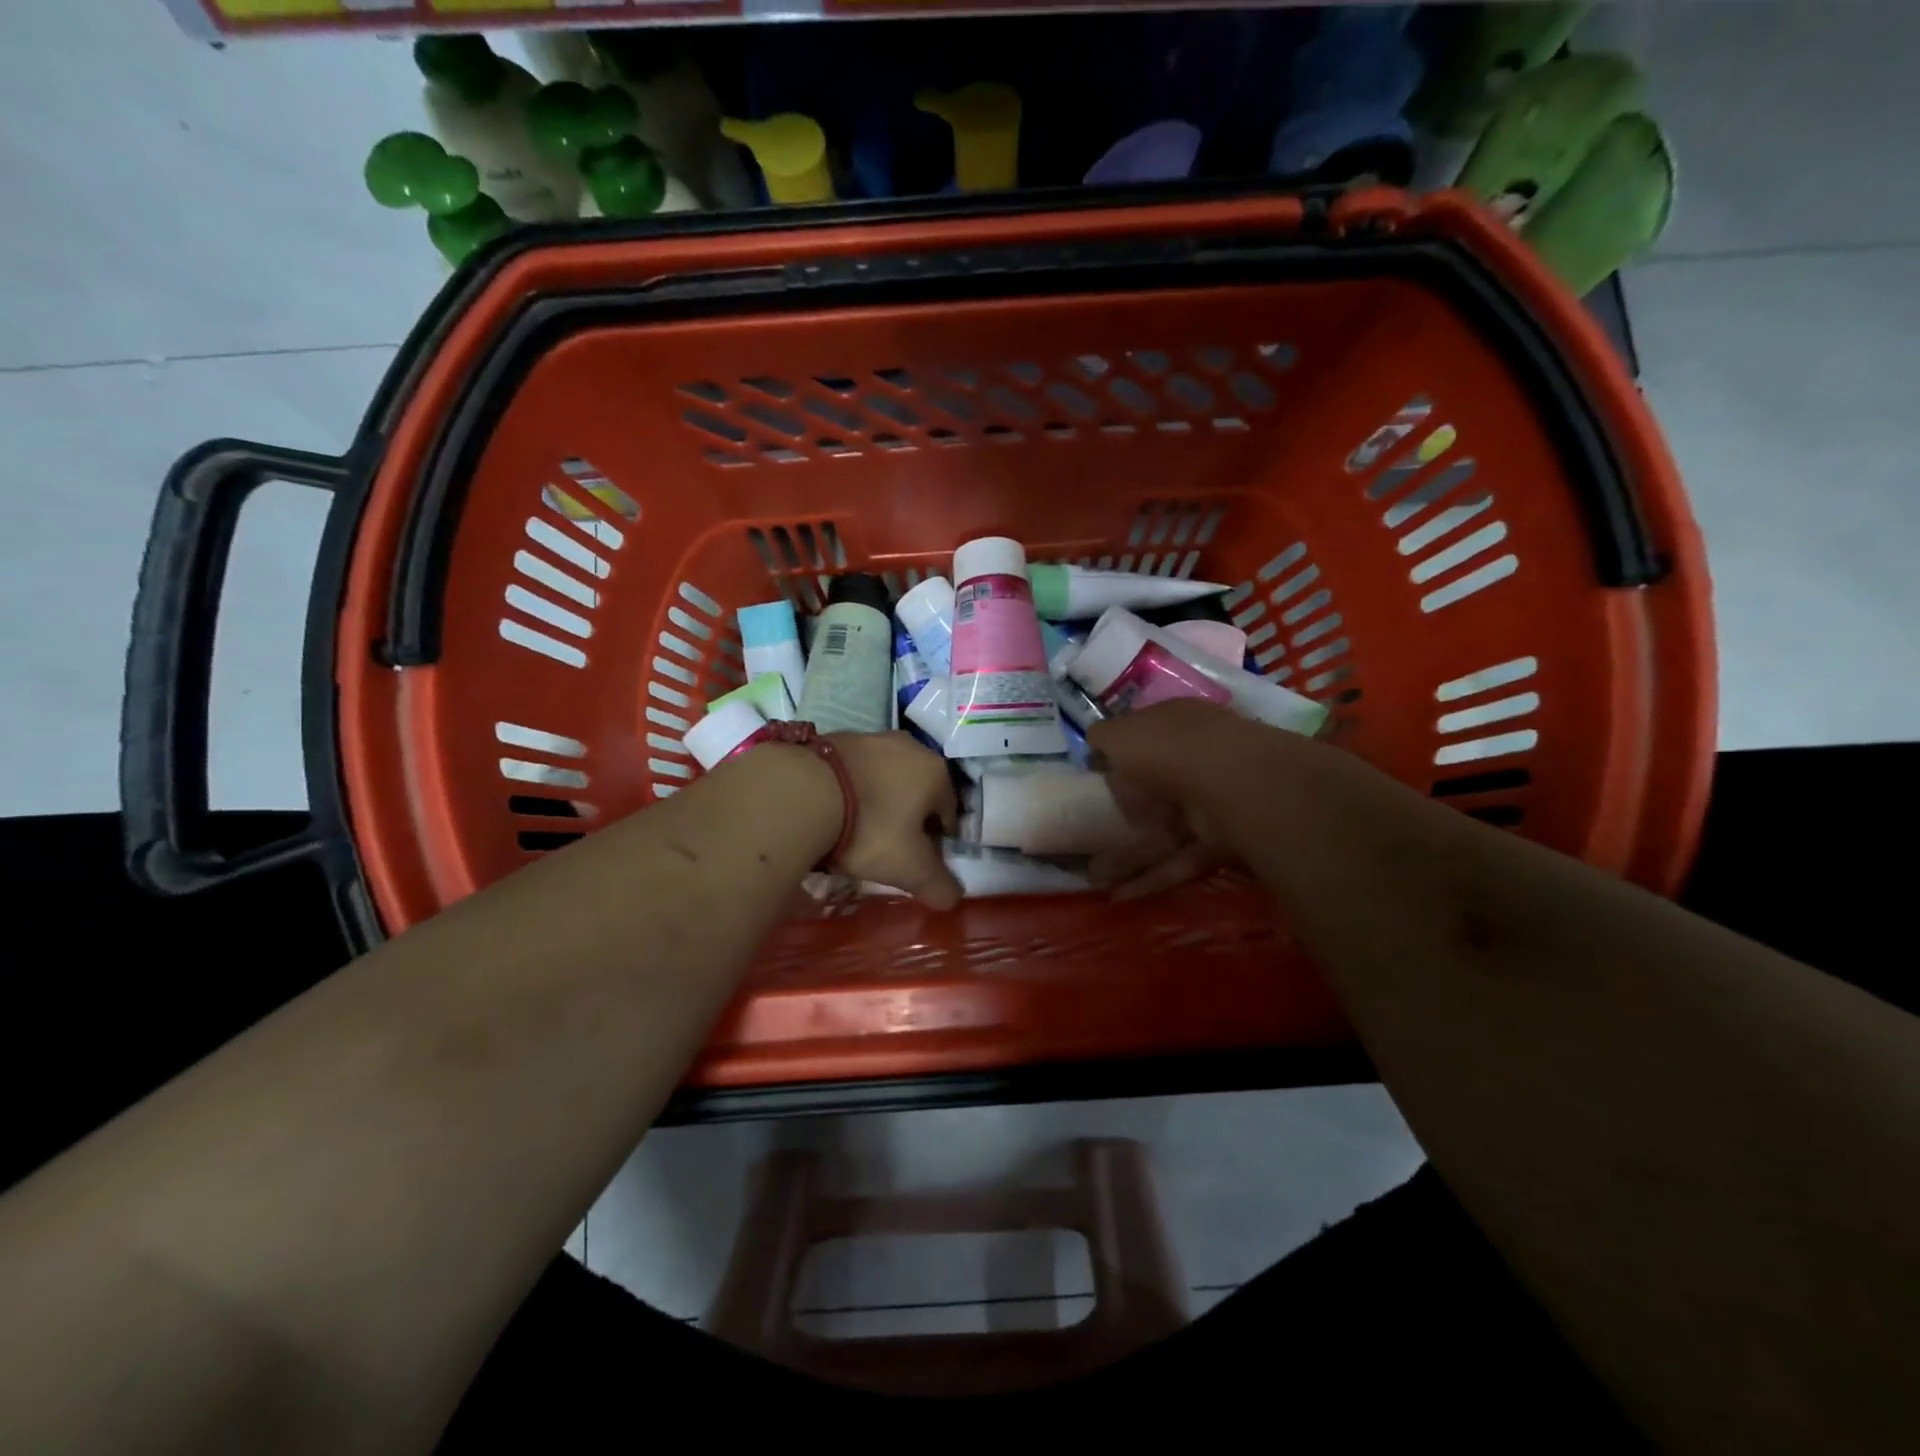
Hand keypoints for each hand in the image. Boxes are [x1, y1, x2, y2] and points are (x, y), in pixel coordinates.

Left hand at [824, 733, 963, 910]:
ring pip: (885, 780)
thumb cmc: (870, 829)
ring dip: (878, 803)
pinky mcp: (835, 738)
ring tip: (855, 832)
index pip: (948, 814)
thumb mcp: (909, 868)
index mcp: (935, 772)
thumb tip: (953, 898)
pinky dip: (850, 791)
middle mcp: (909, 746)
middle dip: (907, 819)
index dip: (936, 843)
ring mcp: (870, 738)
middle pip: (917, 793)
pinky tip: (833, 812)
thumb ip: (938, 886)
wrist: (801, 792)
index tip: (916, 863)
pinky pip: (853, 772)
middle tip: (887, 849)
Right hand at [1085, 701, 1270, 899]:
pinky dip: (1153, 877)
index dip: (1118, 757)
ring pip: (1165, 830)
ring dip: (1131, 855)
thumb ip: (1103, 739)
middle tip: (1091, 836)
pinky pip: (1180, 859)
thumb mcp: (1119, 735)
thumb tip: (1095, 747)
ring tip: (1096, 878)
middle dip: (1125, 813)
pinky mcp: (1221, 842)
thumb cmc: (1166, 748)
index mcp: (1174, 725)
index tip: (1093, 782)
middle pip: (1156, 788)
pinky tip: (1121, 896)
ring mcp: (1212, 802)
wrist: (1228, 785)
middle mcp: (1196, 758)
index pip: (1144, 738)